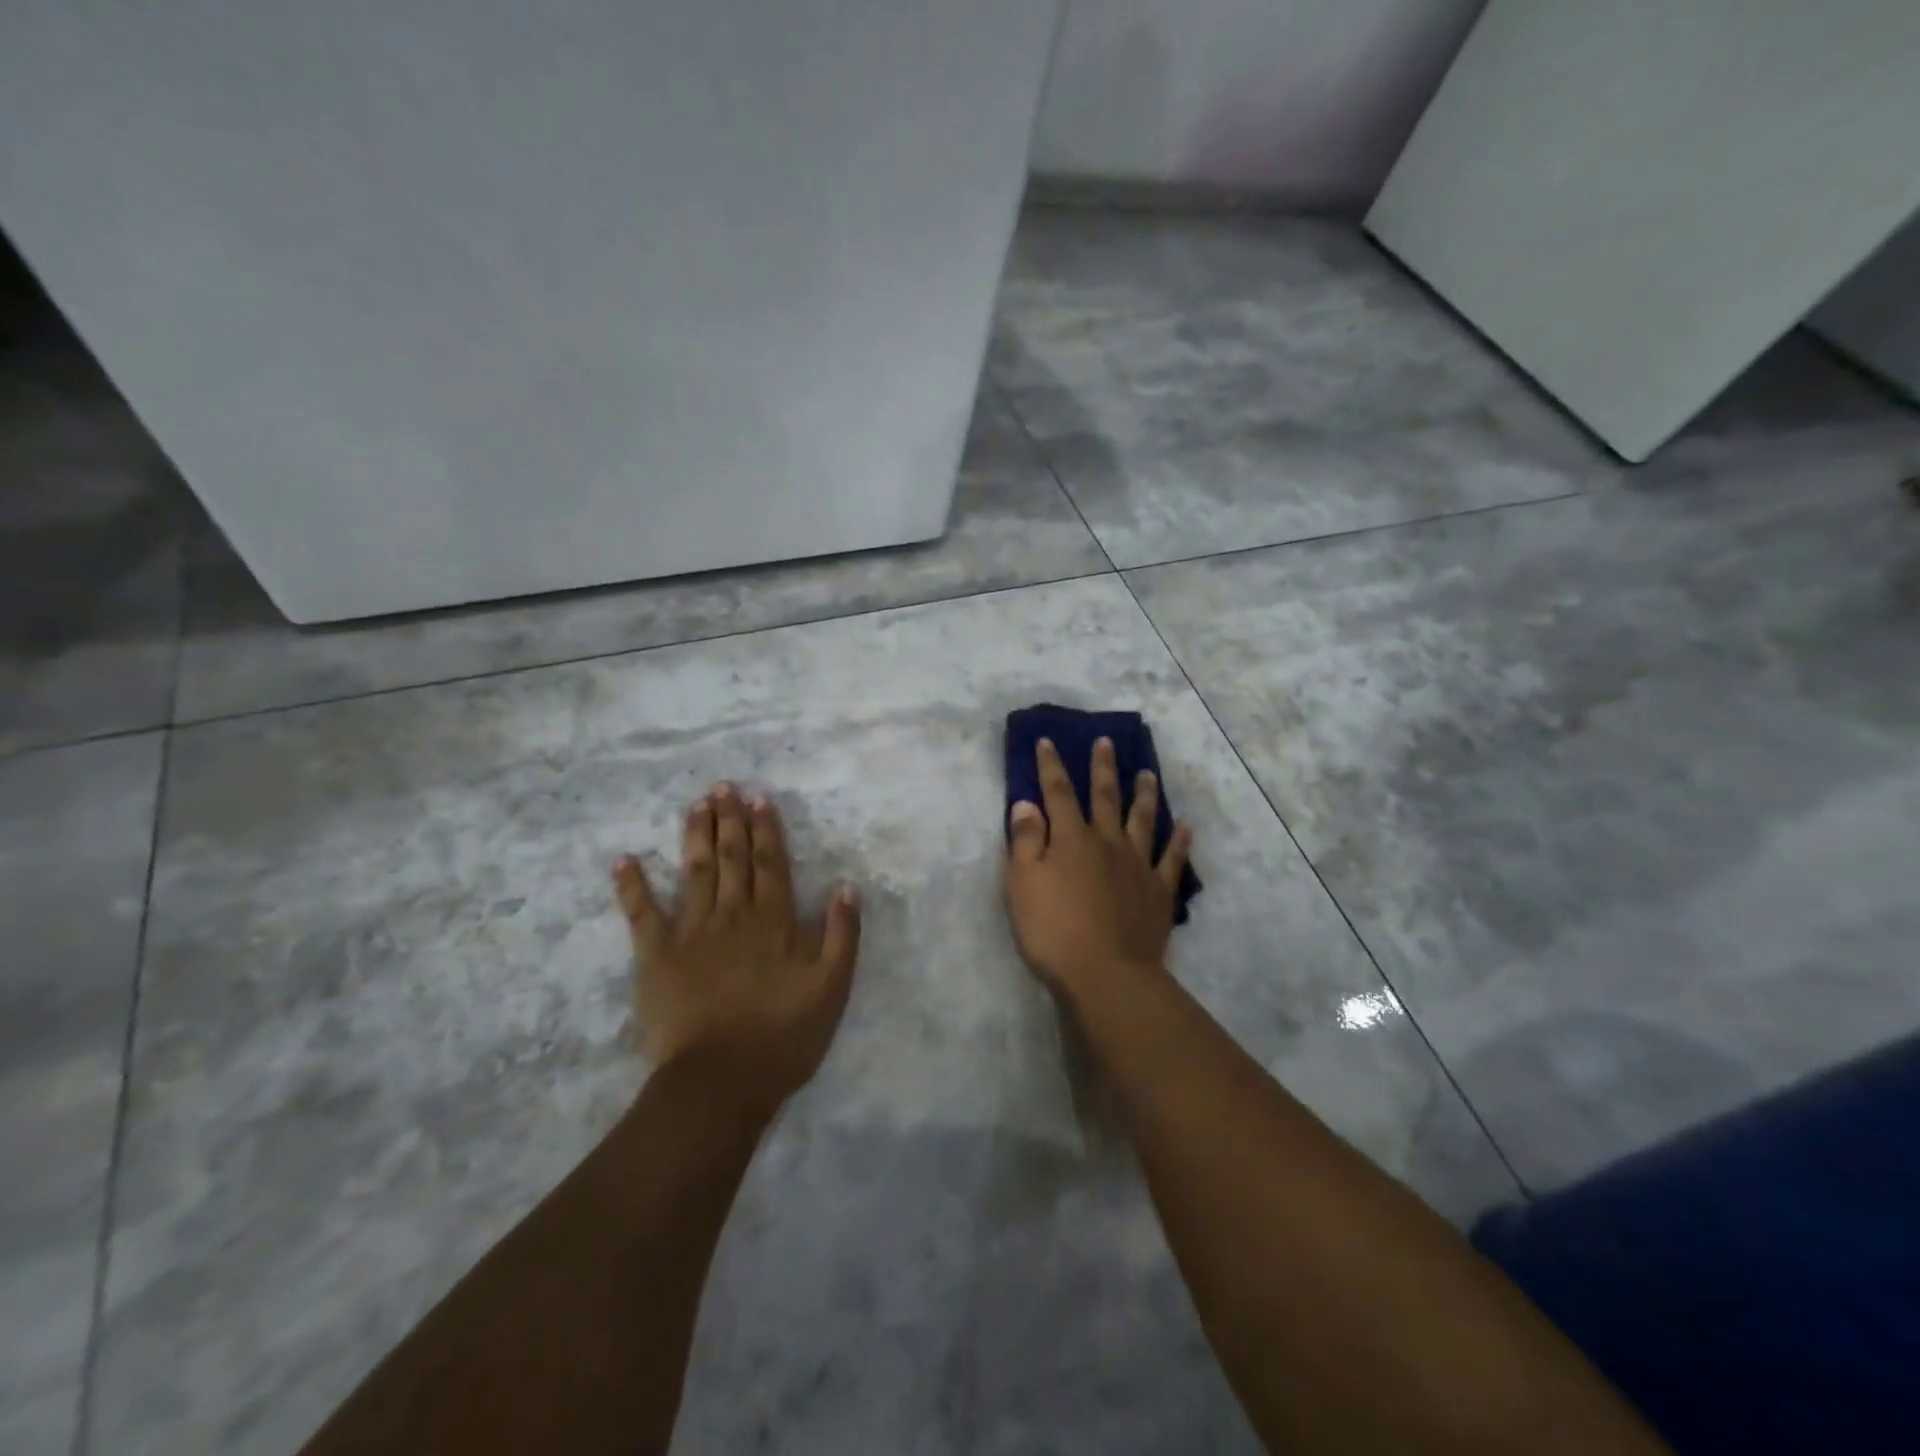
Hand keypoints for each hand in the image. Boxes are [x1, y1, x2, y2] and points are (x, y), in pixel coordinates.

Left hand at [613, 782, 860, 1112]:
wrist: (721, 1082)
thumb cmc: (783, 1037)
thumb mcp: (832, 988)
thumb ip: (841, 934)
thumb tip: (846, 886)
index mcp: (774, 921)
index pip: (771, 864)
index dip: (766, 830)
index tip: (759, 798)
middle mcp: (734, 915)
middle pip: (733, 858)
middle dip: (730, 820)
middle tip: (724, 786)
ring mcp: (691, 932)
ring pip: (695, 872)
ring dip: (696, 835)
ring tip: (695, 804)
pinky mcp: (656, 956)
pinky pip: (642, 914)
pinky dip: (632, 886)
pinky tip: (624, 859)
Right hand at [1004, 737, 1194, 1000]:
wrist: (1107, 975)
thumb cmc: (1054, 930)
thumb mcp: (1023, 885)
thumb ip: (1025, 841)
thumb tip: (1027, 804)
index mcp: (1071, 839)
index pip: (1058, 793)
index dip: (1051, 766)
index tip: (1049, 741)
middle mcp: (1107, 843)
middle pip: (1105, 797)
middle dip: (1103, 768)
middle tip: (1107, 742)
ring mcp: (1137, 866)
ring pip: (1143, 820)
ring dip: (1144, 795)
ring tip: (1148, 773)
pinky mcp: (1159, 892)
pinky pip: (1172, 860)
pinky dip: (1179, 842)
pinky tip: (1184, 828)